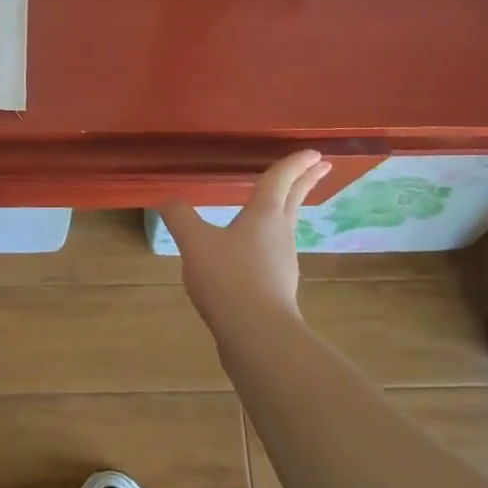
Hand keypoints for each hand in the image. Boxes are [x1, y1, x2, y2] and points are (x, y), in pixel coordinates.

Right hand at [159, 151, 332, 330]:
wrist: (257, 336)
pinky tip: (253, 250)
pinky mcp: (276, 287)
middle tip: (321, 165)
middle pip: (294, 200)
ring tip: (283, 202)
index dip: (293, 162)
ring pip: (287, 225)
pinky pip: (275, 251)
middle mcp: (280, 234)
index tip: (313, 151)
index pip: (280, 179)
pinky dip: (271, 237)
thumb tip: (166, 199)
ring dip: (290, 208)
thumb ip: (180, 217)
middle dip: (306, 180)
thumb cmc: (229, 279)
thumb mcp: (195, 243)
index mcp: (264, 215)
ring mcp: (282, 263)